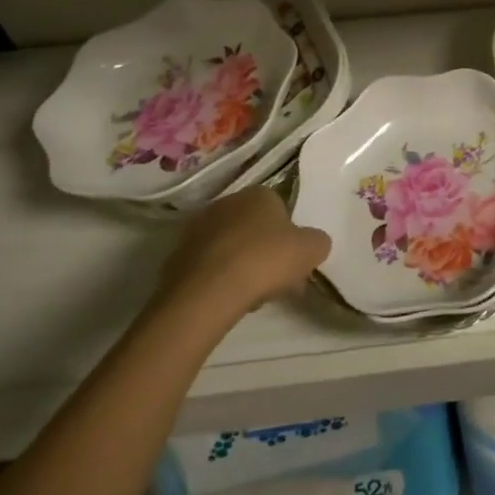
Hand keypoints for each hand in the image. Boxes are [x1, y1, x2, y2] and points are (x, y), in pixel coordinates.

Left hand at [151, 187, 330, 320]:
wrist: (207, 292)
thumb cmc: (265, 260)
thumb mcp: (311, 249)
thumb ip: (318, 242)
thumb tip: (314, 244)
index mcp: (259, 193)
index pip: (280, 209)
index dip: (290, 237)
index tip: (294, 262)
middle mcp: (226, 203)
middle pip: (254, 229)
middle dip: (266, 252)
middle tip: (277, 281)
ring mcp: (197, 230)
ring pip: (230, 248)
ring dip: (242, 266)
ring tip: (252, 297)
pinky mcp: (176, 258)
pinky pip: (208, 267)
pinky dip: (219, 280)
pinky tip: (228, 301)